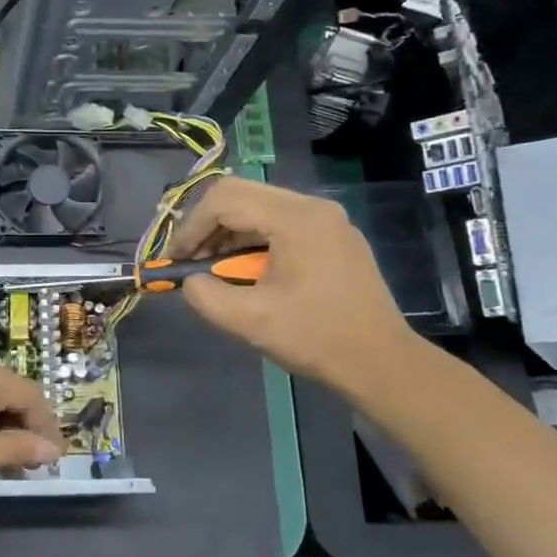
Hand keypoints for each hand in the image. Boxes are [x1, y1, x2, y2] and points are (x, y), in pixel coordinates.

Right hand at [168, 176, 416, 394]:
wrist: (381, 363)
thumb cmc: (315, 338)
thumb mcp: (248, 321)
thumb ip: (204, 295)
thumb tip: (190, 280)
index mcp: (295, 219)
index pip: (224, 199)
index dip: (190, 227)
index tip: (176, 260)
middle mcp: (313, 206)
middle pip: (241, 193)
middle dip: (207, 225)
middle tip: (192, 260)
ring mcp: (328, 219)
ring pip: (259, 206)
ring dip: (229, 232)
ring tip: (216, 271)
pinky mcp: (334, 236)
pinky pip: (281, 222)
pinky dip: (253, 239)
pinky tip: (248, 272)